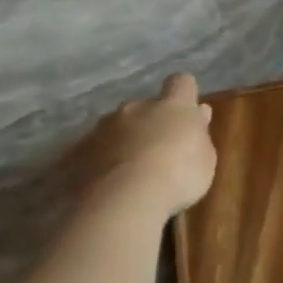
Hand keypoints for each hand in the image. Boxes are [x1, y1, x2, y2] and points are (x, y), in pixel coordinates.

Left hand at [75, 72, 216, 217]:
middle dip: (150, 122)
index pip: (181, 82)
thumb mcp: (206, 157)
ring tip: (129, 171)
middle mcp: (135, 108)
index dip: (185, 93)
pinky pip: (93, 150)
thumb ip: (199, 133)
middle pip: (144, 106)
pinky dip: (100, 161)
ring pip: (116, 127)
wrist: (124, 200)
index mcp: (173, 106)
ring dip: (124, 141)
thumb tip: (198, 114)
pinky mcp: (76, 152)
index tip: (189, 109)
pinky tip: (107, 184)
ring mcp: (102, 128)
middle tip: (158, 149)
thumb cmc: (179, 175)